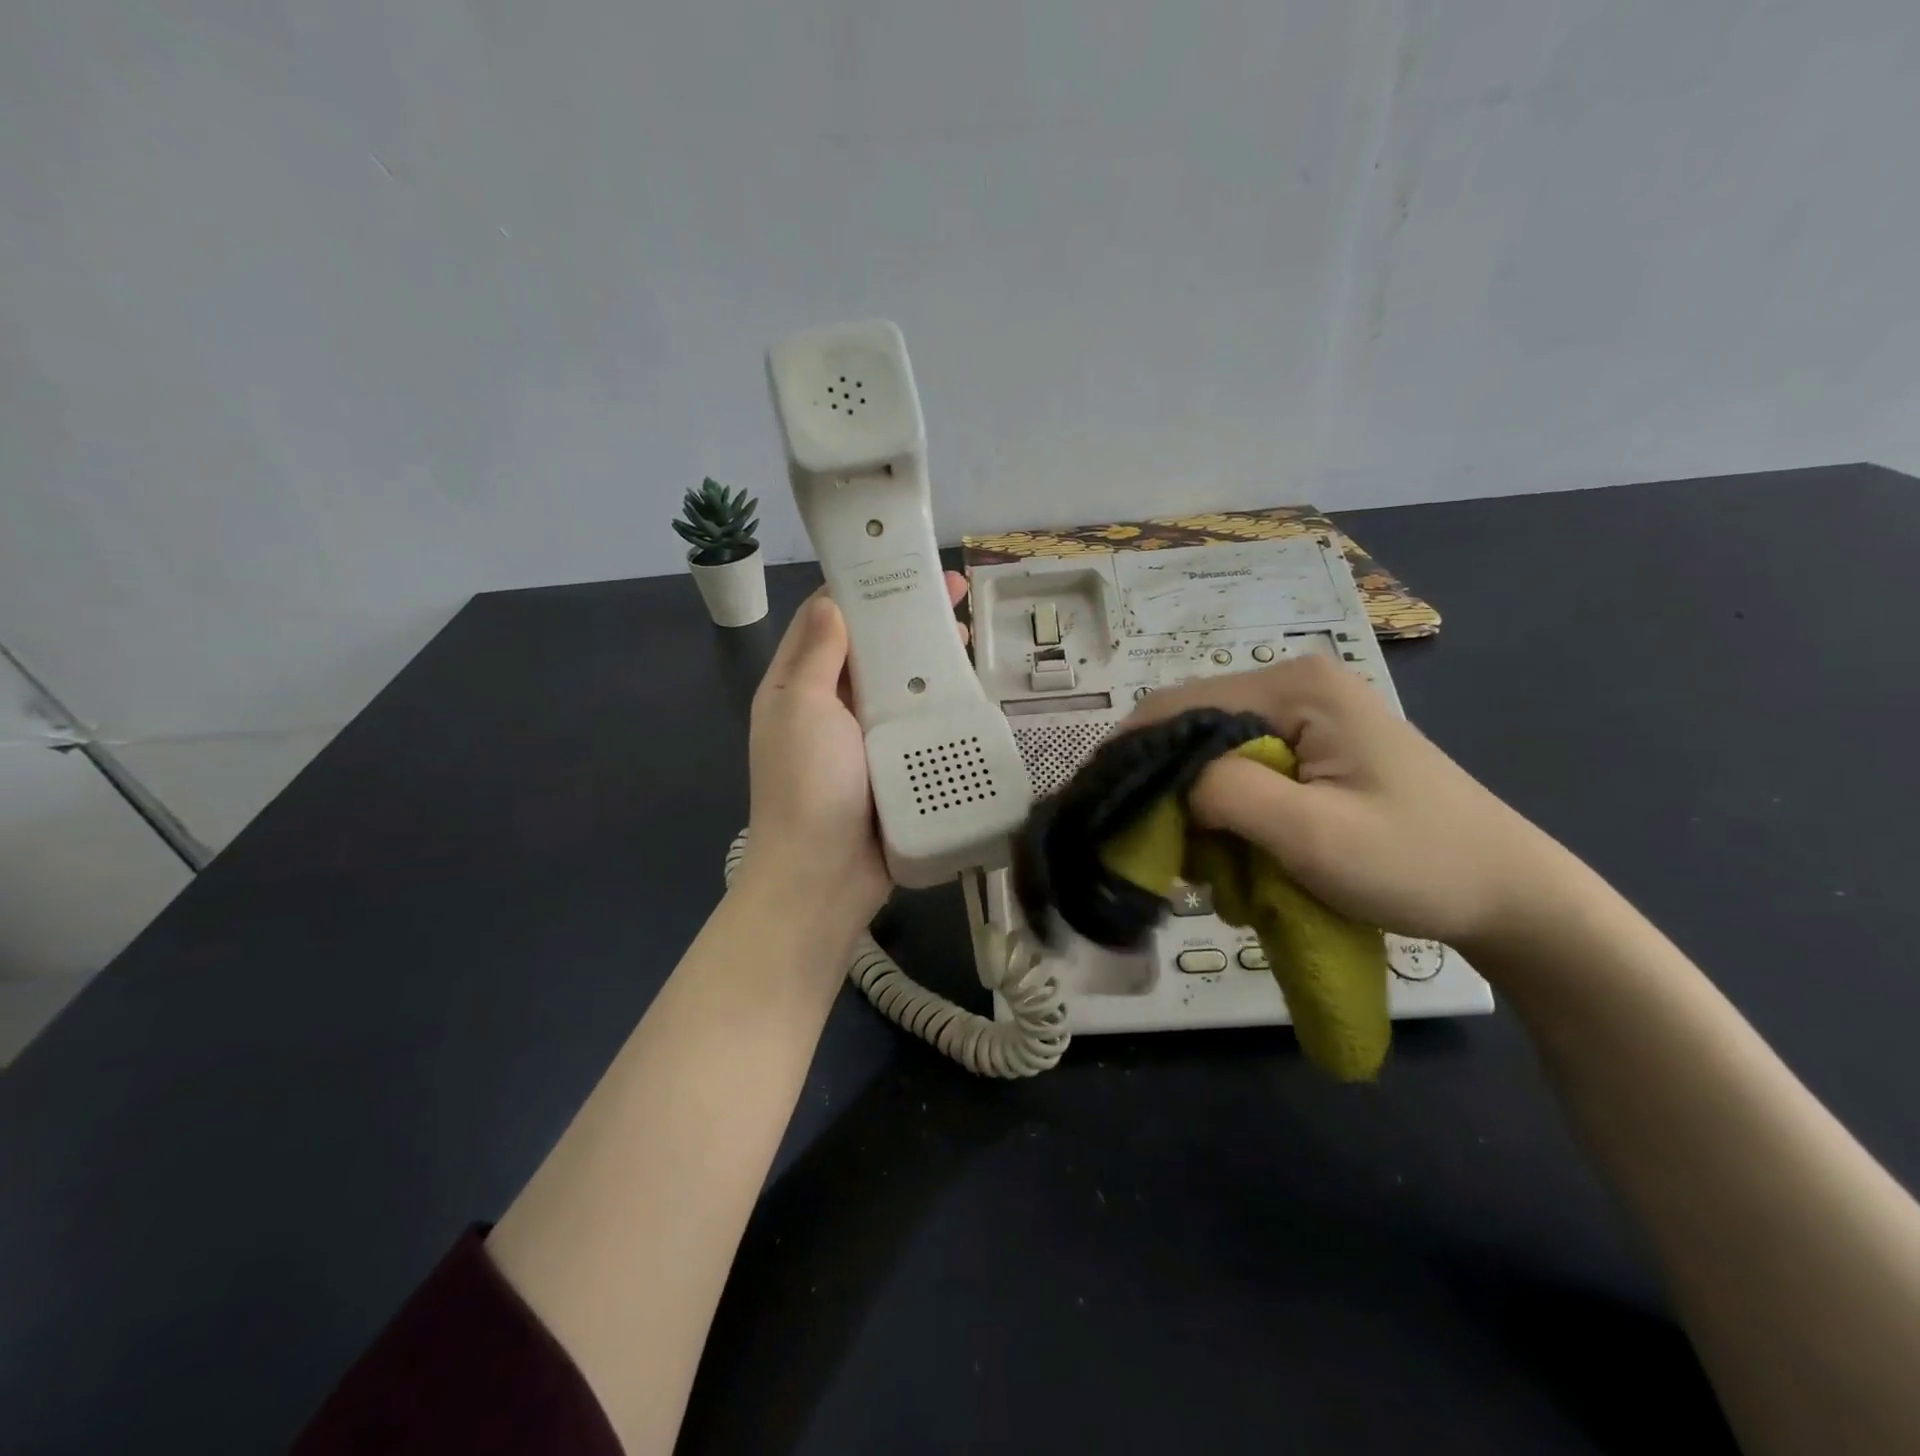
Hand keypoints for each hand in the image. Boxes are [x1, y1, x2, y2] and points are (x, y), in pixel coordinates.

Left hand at [738, 572, 971, 939]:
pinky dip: (939, 702)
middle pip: (870, 650)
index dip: (861, 589)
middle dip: (907, 620)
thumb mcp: (802, 708)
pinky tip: (970, 688)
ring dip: (929, 658)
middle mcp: (829, 706)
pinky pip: (918, 723)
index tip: (901, 565)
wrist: (823, 879)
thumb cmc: (807, 785)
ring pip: (899, 684)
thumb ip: (817, 653)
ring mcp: (863, 738)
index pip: (826, 620)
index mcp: (797, 686)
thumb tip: (832, 601)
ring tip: (969, 634)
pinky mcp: (893, 766)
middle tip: (955, 594)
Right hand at [1127, 654, 1579, 951]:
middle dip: (1164, 784)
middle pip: (1191, 724)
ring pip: (1211, 750)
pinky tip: (1231, 848)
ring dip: (1193, 803)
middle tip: (1152, 844)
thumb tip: (1166, 780)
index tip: (1100, 806)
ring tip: (1196, 858)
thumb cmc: (1417, 863)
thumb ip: (1227, 793)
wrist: (1508, 894)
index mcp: (1296, 688)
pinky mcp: (1314, 746)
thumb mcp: (1313, 835)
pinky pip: (1240, 767)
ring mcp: (1306, 714)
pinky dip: (1222, 808)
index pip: (1179, 704)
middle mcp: (1295, 685)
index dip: (1131, 752)